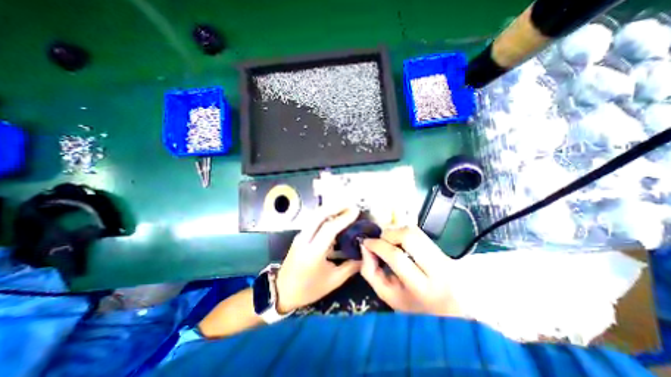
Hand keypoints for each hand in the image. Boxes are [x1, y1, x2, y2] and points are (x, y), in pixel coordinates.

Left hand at [273, 206, 361, 311]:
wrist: (282, 291)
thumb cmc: (309, 289)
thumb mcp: (333, 281)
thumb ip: (351, 267)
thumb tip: (364, 254)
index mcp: (313, 253)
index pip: (329, 228)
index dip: (344, 218)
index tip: (356, 211)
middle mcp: (304, 240)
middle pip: (318, 215)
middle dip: (335, 206)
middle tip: (350, 204)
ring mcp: (300, 236)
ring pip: (314, 215)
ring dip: (329, 208)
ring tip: (344, 207)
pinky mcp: (299, 236)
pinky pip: (313, 220)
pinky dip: (324, 214)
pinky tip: (333, 216)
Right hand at [361, 225, 461, 315]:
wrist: (449, 312)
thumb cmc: (413, 307)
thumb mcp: (387, 296)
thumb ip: (370, 272)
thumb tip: (365, 247)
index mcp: (422, 288)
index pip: (397, 256)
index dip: (377, 245)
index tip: (366, 242)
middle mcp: (439, 270)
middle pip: (408, 236)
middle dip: (388, 234)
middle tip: (380, 241)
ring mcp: (445, 258)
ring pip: (415, 231)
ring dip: (396, 232)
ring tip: (389, 242)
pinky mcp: (445, 251)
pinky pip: (420, 233)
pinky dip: (405, 233)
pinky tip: (400, 242)